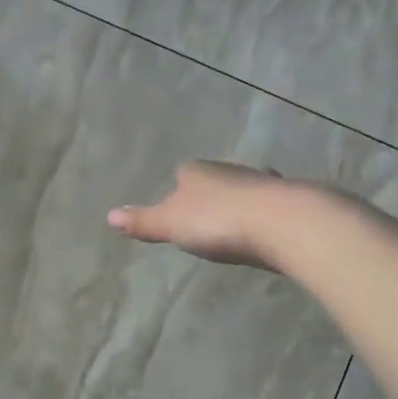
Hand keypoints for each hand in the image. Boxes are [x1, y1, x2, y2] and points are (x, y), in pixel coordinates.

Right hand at [108, 161, 319, 269]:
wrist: (280, 222)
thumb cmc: (216, 221)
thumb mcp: (171, 224)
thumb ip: (143, 221)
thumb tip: (109, 215)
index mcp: (197, 172)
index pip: (184, 173)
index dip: (179, 188)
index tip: (179, 207)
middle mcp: (229, 169)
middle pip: (216, 180)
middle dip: (213, 195)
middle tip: (208, 218)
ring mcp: (262, 182)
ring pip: (246, 189)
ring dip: (242, 203)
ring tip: (238, 224)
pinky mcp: (288, 200)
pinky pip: (270, 206)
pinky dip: (266, 214)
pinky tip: (269, 229)